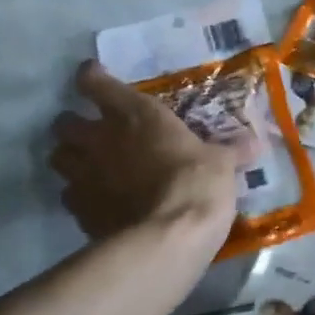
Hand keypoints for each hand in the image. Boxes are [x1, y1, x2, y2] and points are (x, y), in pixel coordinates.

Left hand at [50, 61, 241, 248]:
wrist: (168, 236)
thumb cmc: (196, 182)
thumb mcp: (221, 163)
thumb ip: (230, 151)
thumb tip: (256, 143)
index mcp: (133, 113)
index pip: (94, 81)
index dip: (91, 77)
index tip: (95, 78)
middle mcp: (99, 138)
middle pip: (64, 123)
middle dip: (73, 126)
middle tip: (92, 134)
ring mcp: (84, 175)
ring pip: (58, 158)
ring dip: (70, 160)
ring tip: (88, 167)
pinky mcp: (80, 211)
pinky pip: (69, 197)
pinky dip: (79, 197)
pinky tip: (98, 203)